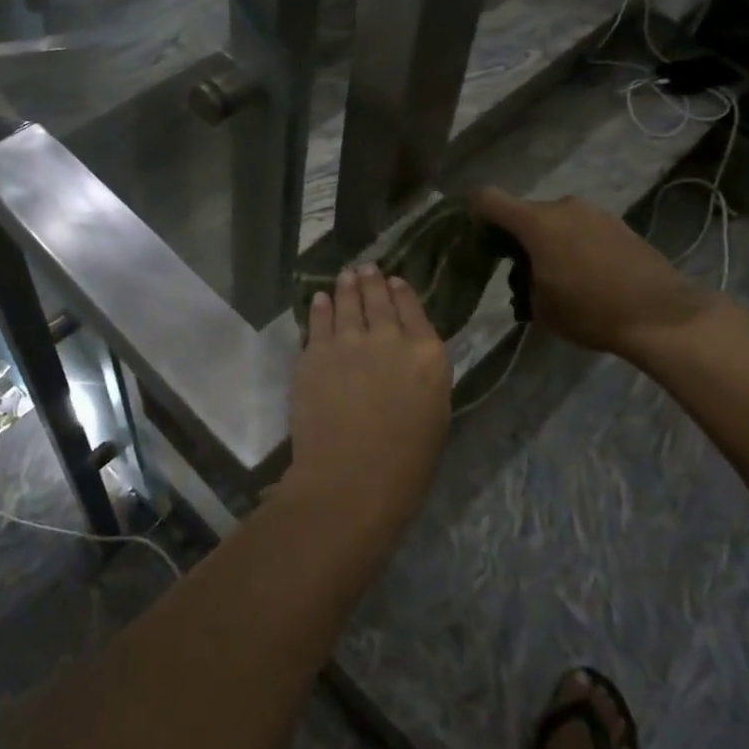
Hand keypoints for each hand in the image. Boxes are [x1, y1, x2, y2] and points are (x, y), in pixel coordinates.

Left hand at [284, 265, 452, 539]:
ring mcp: (348, 342)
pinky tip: (320, 299)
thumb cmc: (405, 463)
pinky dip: (320, 307)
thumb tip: (408, 357)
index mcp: (426, 354)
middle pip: (378, 300)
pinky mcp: (315, 353)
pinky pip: (318, 321)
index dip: (402, 292)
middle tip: (365, 268)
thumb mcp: (433, 413)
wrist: (351, 479)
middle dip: (372, 282)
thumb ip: (421, 375)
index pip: (413, 310)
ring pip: (346, 303)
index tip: (394, 281)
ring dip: (346, 287)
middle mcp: (389, 338)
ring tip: (345, 275)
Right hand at [471, 188, 716, 358]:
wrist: (661, 316)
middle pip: (524, 212)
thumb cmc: (591, 311)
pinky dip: (574, 244)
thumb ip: (522, 280)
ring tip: (559, 276)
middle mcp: (563, 206)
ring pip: (555, 220)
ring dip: (548, 240)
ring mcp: (594, 212)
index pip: (488, 199)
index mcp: (536, 222)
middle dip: (517, 237)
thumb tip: (527, 272)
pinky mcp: (618, 223)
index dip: (476, 215)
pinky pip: (581, 227)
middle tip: (522, 272)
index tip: (480, 240)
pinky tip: (587, 275)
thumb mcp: (539, 307)